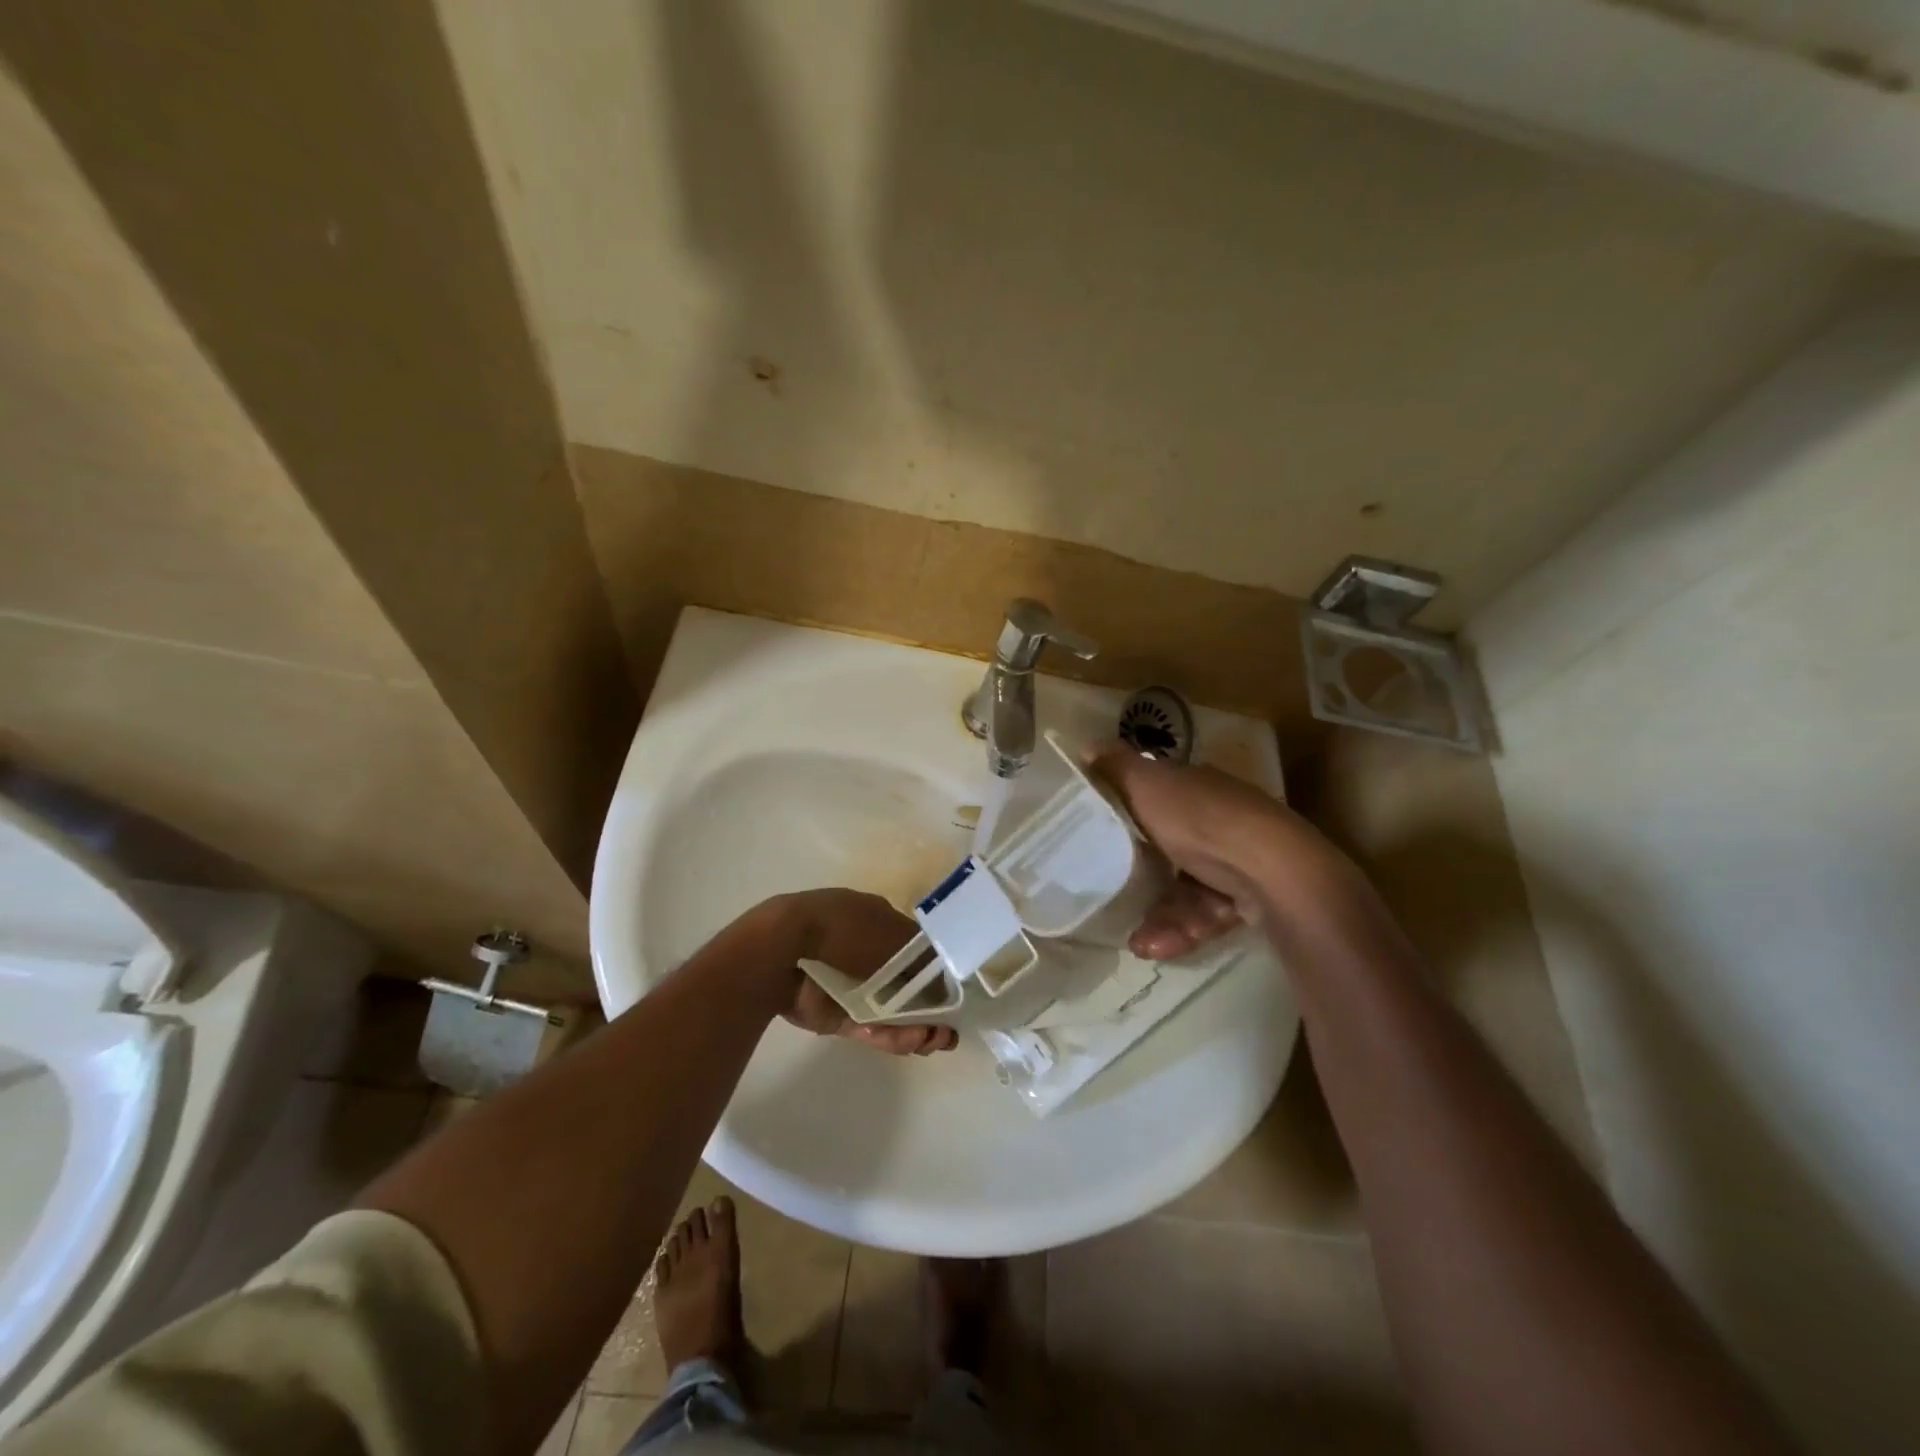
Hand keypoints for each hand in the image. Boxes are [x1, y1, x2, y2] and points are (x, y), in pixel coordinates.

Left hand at [773, 889, 958, 1056]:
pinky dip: (890, 1035)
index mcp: (877, 922)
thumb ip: (923, 957)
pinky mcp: (834, 1015)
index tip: (953, 996)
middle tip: (947, 1030)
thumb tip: (944, 977)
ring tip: (937, 1041)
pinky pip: (868, 1028)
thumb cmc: (846, 930)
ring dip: (915, 1028)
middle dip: (929, 1010)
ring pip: (890, 1012)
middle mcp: (866, 953)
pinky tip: (913, 1041)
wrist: (786, 949)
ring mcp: (849, 986)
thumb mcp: (894, 935)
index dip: (936, 974)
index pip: (915, 951)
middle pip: (905, 986)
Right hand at [1093, 746, 1353, 960]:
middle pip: (1170, 847)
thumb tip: (1086, 744)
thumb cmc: (1202, 820)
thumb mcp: (1149, 786)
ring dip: (1160, 916)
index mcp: (1198, 787)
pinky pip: (1206, 915)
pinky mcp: (1250, 900)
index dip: (1130, 811)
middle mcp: (1220, 819)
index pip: (1159, 795)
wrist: (1273, 872)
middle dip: (1140, 876)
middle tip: (1111, 895)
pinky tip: (1156, 947)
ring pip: (1187, 889)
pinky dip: (1182, 930)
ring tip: (1137, 942)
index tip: (1099, 834)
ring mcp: (1238, 861)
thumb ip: (1117, 767)